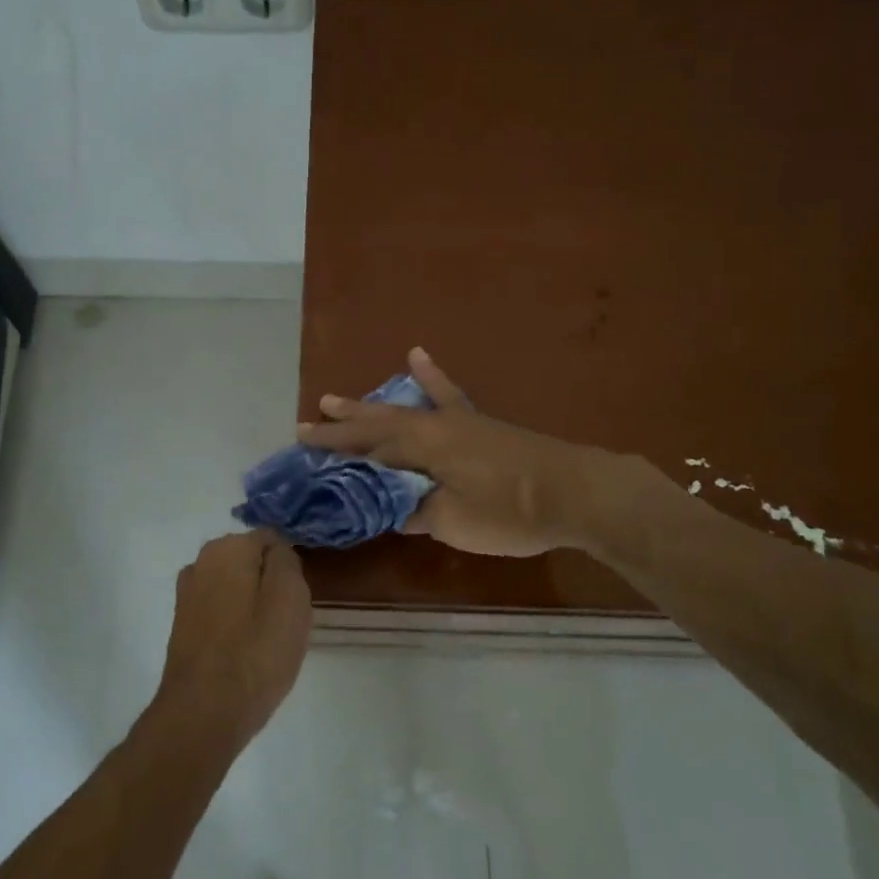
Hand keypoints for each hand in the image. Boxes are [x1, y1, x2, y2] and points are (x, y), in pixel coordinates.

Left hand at [154, 531, 312, 750]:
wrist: (203, 715)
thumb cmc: (255, 653)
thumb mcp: (291, 597)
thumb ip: (286, 561)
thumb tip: (276, 552)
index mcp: (227, 548)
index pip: (272, 540)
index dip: (290, 568)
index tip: (297, 600)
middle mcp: (200, 562)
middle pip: (252, 563)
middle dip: (271, 586)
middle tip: (286, 622)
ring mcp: (187, 595)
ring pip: (237, 589)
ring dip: (254, 607)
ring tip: (267, 642)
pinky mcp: (183, 625)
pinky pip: (222, 612)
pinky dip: (236, 626)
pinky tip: (245, 654)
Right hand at [301, 349, 647, 557]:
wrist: (577, 491)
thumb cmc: (511, 511)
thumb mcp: (454, 521)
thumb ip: (417, 511)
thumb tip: (393, 506)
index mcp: (423, 448)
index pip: (367, 448)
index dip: (334, 449)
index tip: (300, 444)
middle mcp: (434, 426)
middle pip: (378, 424)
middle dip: (343, 425)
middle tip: (310, 419)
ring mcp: (459, 420)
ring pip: (403, 409)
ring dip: (371, 406)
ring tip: (339, 398)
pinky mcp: (480, 425)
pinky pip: (447, 395)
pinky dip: (431, 378)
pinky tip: (418, 357)